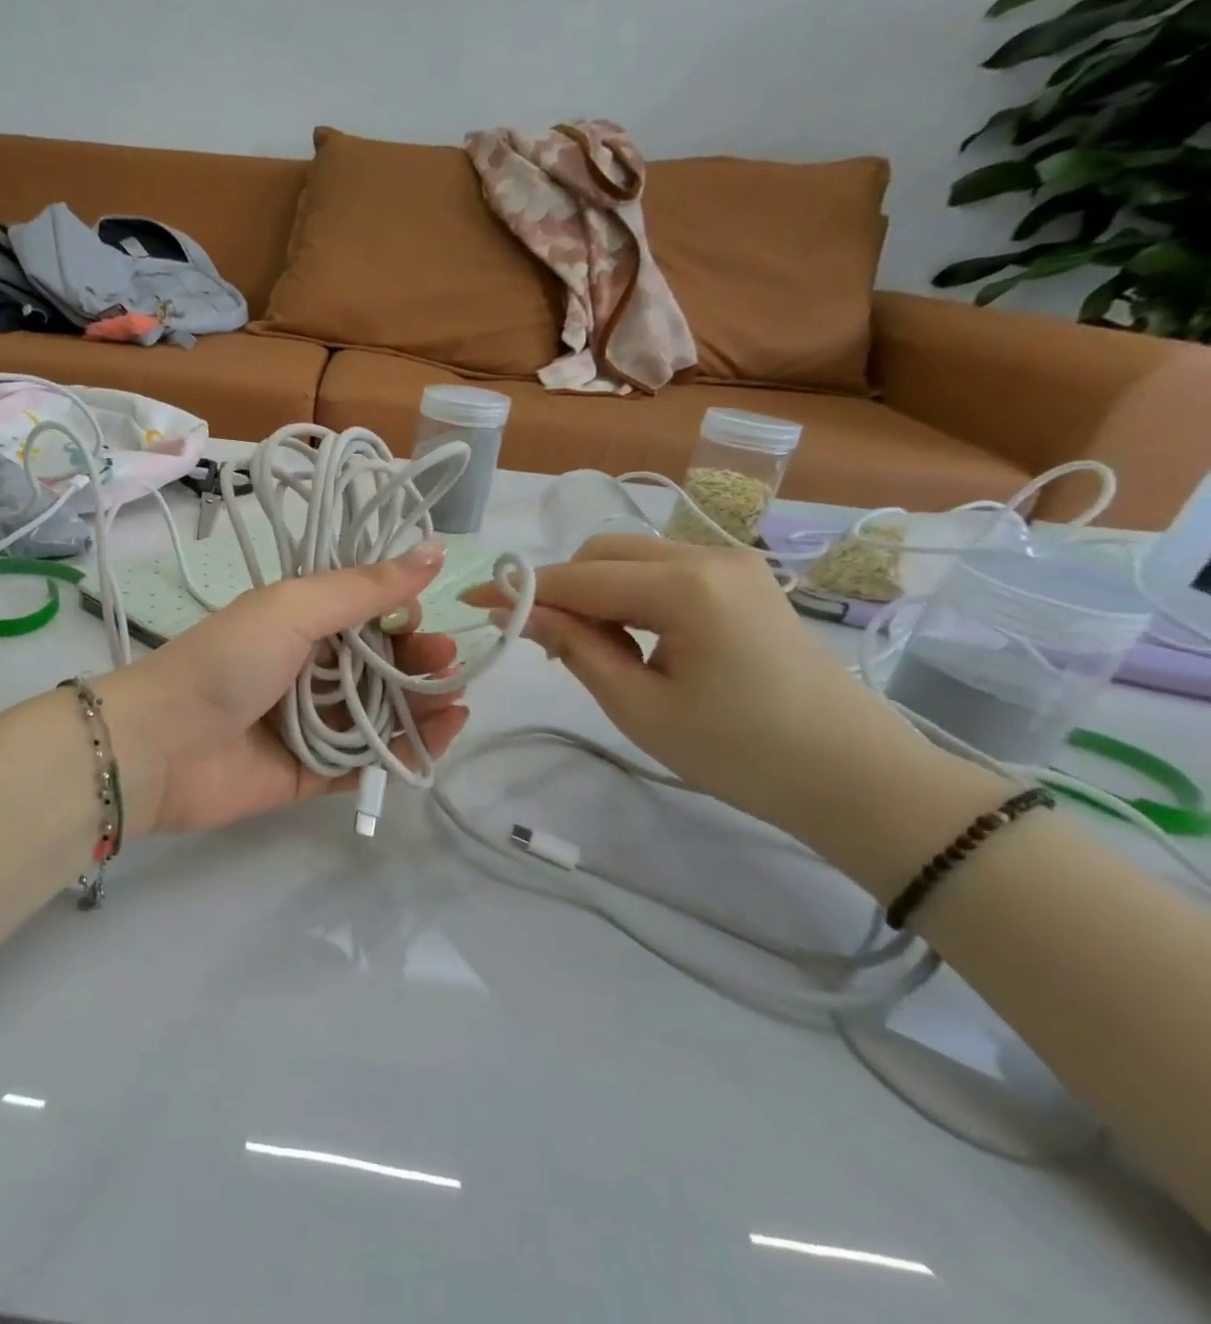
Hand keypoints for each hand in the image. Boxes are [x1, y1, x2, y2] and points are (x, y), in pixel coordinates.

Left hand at [100, 541, 469, 835]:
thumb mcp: (293, 609)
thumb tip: (434, 551)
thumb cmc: (226, 663)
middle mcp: (306, 670)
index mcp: (298, 624)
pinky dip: (402, 753)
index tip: (426, 620)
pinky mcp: (308, 774)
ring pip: (378, 715)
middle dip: (418, 663)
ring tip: (455, 704)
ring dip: (420, 707)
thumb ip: (364, 588)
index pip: (366, 616)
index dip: (401, 616)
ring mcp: (308, 724)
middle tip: (449, 666)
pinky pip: (364, 762)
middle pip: (378, 666)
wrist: (158, 745)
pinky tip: (437, 739)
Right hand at [463, 534, 975, 856]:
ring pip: (631, 557)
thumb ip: (575, 648)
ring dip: (594, 591)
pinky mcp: (743, 581)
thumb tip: (521, 612)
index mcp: (684, 587)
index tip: (472, 600)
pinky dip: (629, 595)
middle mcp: (708, 556)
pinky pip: (662, 571)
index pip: (578, 577)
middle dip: (561, 587)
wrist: (856, 777)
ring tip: (591, 649)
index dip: (520, 588)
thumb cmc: (741, 753)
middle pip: (603, 551)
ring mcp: (731, 564)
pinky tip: (631, 639)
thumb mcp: (639, 707)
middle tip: (545, 643)